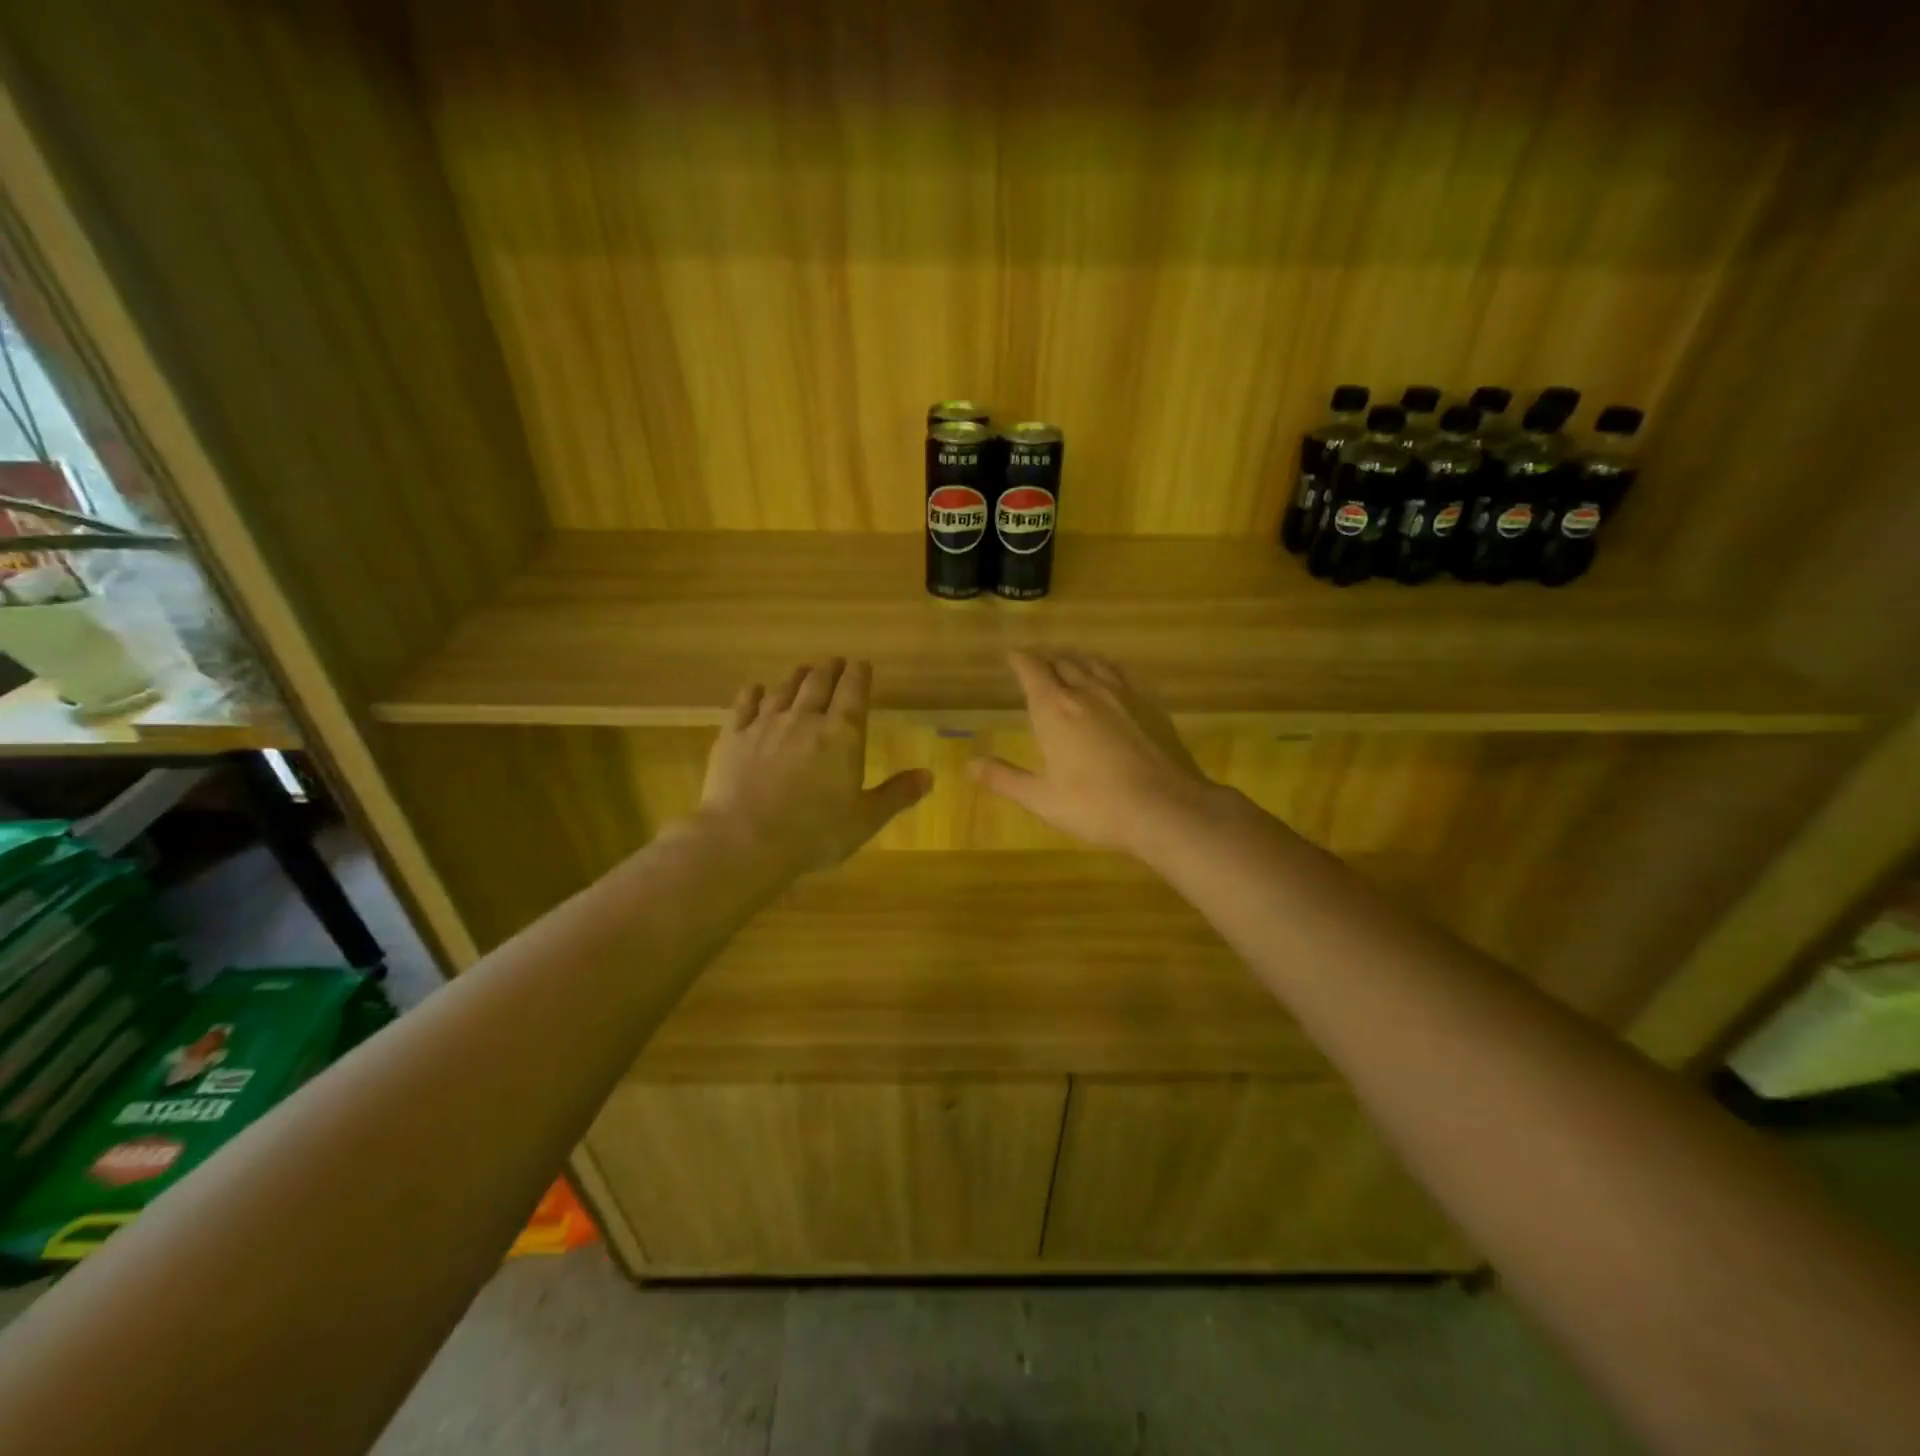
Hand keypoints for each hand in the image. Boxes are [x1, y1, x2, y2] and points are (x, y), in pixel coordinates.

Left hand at [700, 658, 931, 876]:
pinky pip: (745, 704)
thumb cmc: (814, 833)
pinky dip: (754, 693)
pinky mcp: (733, 736)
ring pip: (784, 689)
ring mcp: (765, 724)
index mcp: (842, 735)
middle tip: (835, 662)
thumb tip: (928, 775)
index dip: (859, 674)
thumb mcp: (865, 820)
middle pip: (819, 683)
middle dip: (830, 669)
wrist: (744, 840)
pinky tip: (756, 689)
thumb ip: (897, 794)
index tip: (862, 664)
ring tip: (804, 670)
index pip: (853, 691)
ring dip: (797, 677)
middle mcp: (804, 719)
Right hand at [968, 650, 1221, 854]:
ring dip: (1075, 660)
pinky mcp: (1150, 704)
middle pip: (1062, 662)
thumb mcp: (1042, 799)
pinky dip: (1106, 669)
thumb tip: (969, 765)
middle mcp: (1086, 691)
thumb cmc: (1097, 806)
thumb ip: (1004, 779)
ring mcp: (1122, 694)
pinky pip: (1121, 674)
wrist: (1167, 808)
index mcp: (1055, 710)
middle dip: (1046, 660)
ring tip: (1069, 665)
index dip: (1019, 660)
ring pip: (1093, 663)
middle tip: (1037, 665)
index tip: (1012, 656)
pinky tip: (1109, 679)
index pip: (1032, 670)